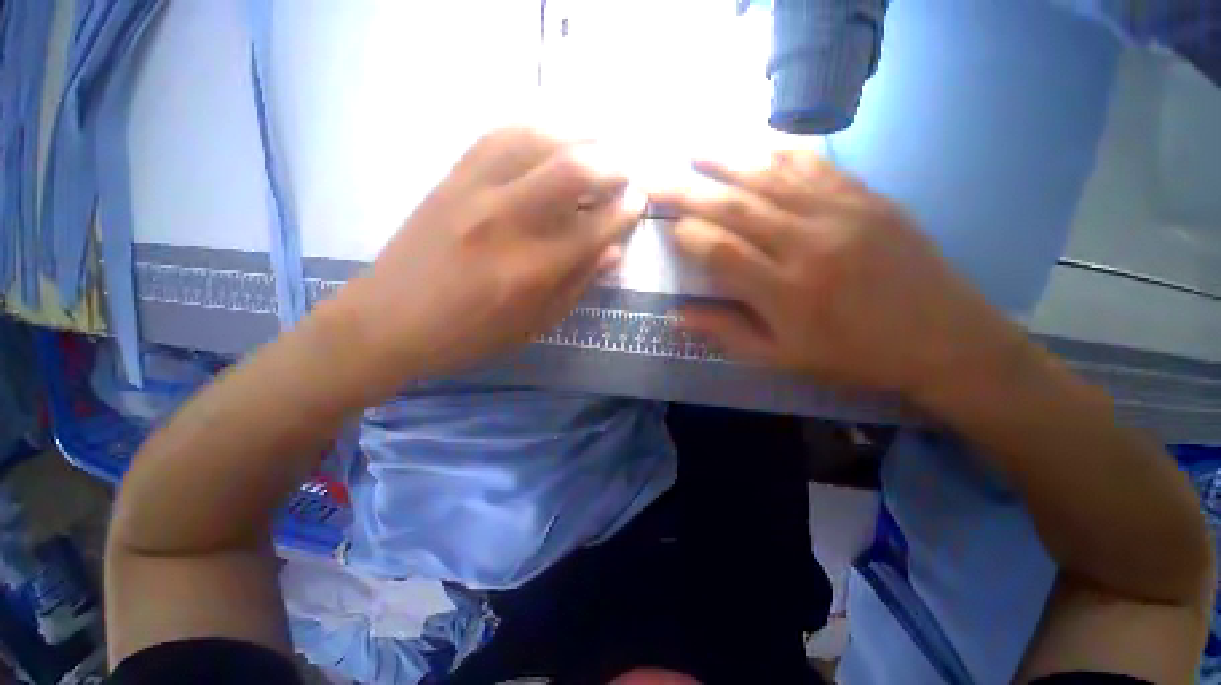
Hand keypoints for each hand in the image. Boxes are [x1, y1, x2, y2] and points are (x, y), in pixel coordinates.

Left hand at [338, 127, 643, 383]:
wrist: (388, 322)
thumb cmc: (469, 335)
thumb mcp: (533, 326)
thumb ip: (577, 285)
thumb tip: (612, 251)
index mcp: (532, 270)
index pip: (596, 227)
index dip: (625, 211)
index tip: (638, 201)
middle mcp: (507, 222)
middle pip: (572, 169)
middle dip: (611, 164)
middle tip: (625, 172)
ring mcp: (474, 192)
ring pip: (537, 139)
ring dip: (579, 136)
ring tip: (598, 147)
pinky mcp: (450, 178)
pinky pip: (498, 134)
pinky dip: (534, 129)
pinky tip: (551, 137)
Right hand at [655, 150, 1028, 407]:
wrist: (943, 339)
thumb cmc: (852, 356)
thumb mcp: (781, 358)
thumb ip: (726, 331)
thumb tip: (677, 314)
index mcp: (786, 292)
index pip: (720, 251)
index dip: (687, 236)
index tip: (670, 230)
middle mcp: (808, 244)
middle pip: (736, 207)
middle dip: (688, 190)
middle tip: (656, 176)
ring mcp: (842, 213)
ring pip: (770, 176)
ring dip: (726, 159)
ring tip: (694, 149)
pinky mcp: (867, 197)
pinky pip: (815, 165)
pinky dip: (779, 150)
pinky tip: (755, 142)